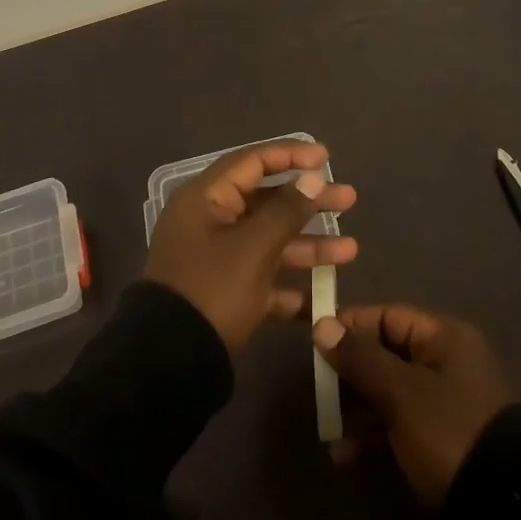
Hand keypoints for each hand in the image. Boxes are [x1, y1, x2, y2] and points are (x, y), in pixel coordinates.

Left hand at [142, 139, 357, 350]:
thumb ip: (287, 210)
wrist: (169, 364)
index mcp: (206, 198)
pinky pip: (263, 277)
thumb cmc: (212, 290)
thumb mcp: (254, 247)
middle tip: (349, 200)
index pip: (253, 161)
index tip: (327, 158)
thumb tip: (313, 177)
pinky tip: (323, 297)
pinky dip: (290, 284)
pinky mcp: (224, 292)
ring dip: (308, 244)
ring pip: (269, 240)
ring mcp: (217, 258)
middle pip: (266, 200)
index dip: (291, 155)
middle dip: (309, 202)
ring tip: (351, 250)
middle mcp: (210, 221)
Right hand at [313, 304, 515, 506]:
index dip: (350, 326)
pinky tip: (345, 457)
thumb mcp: (400, 392)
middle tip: (319, 392)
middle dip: (349, 373)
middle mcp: (445, 362)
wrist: (503, 509)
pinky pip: (398, 425)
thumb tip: (323, 325)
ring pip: (389, 392)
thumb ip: (360, 358)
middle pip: (386, 354)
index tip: (315, 342)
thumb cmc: (448, 431)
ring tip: (329, 432)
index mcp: (443, 338)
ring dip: (356, 409)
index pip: (388, 317)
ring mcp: (445, 403)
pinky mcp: (441, 440)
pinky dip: (373, 436)